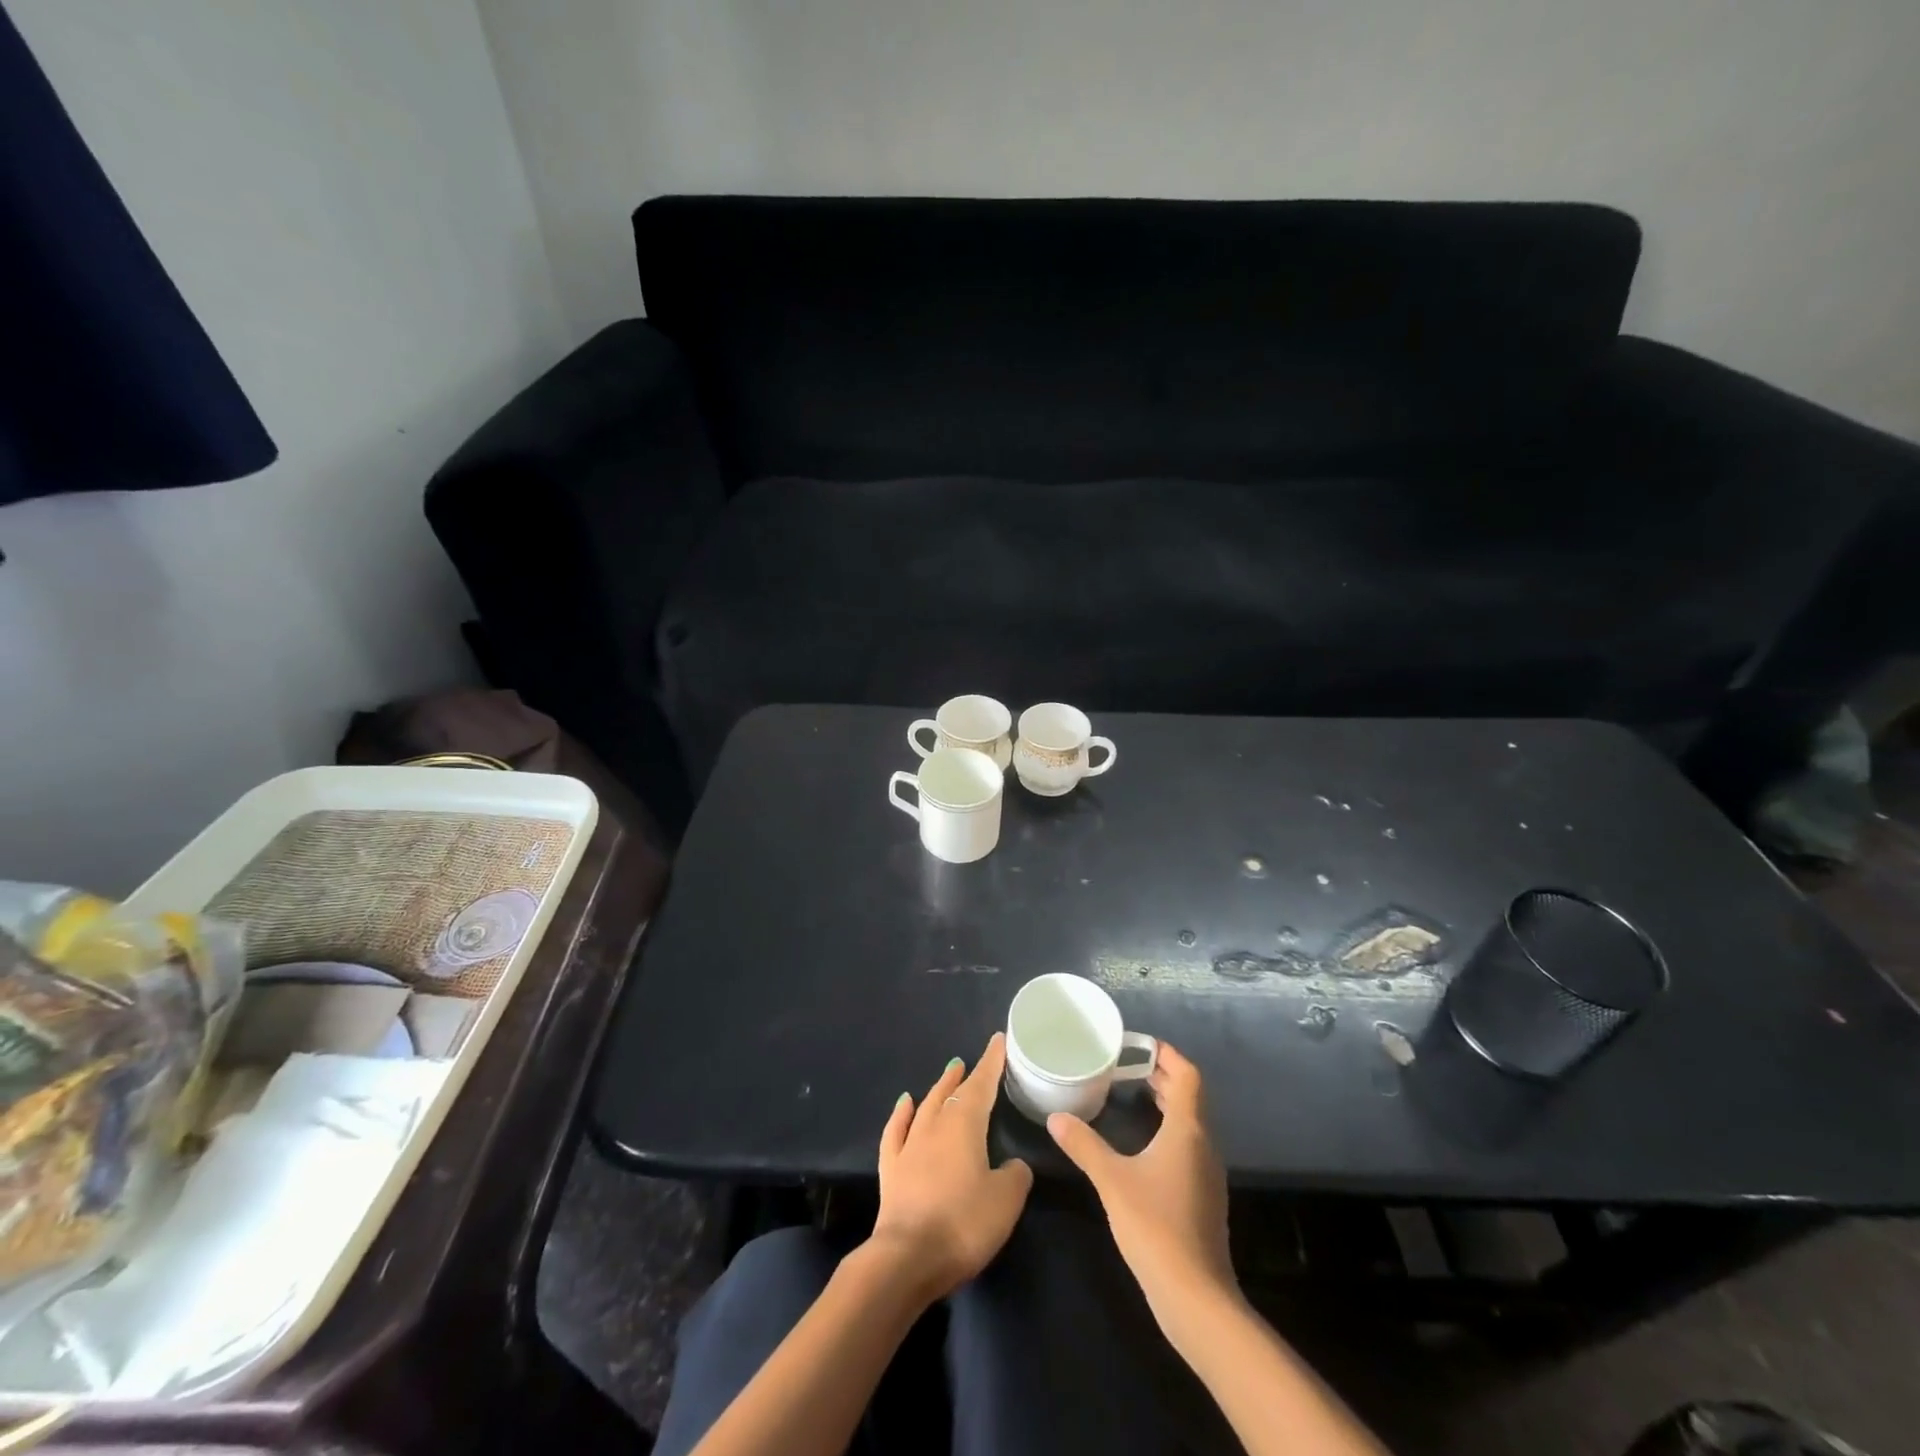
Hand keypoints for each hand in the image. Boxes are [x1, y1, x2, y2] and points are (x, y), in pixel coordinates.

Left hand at [869, 1033, 1032, 1300]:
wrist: (907, 1258)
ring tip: (948, 1071)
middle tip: (972, 1061)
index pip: (982, 1085)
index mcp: (965, 1125)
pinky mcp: (891, 1169)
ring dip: (938, 1086)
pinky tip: (905, 1102)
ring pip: (925, 1105)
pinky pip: (895, 1130)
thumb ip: (1015, 1175)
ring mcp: (909, 1146)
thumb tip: (1013, 1165)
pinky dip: (901, 1113)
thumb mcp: (1006, 1201)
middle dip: (965, 1075)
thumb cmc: (963, 1224)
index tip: (998, 1040)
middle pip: (952, 1092)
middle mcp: (935, 1126)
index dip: (992, 1062)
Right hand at [1047, 1042, 1235, 1334]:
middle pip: (1190, 1096)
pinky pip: (1188, 1145)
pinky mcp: (1202, 1195)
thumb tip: (1056, 1117)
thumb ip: (1084, 1145)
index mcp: (1188, 1130)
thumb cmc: (1156, 1226)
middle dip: (1163, 1075)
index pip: (1188, 1075)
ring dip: (1167, 1102)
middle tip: (1127, 1065)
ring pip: (1190, 1122)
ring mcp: (1206, 1172)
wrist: (1195, 1297)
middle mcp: (1203, 1144)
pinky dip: (1168, 1129)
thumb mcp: (1112, 1180)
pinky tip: (1143, 1143)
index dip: (1168, 1055)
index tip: (1139, 1044)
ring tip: (1132, 1093)